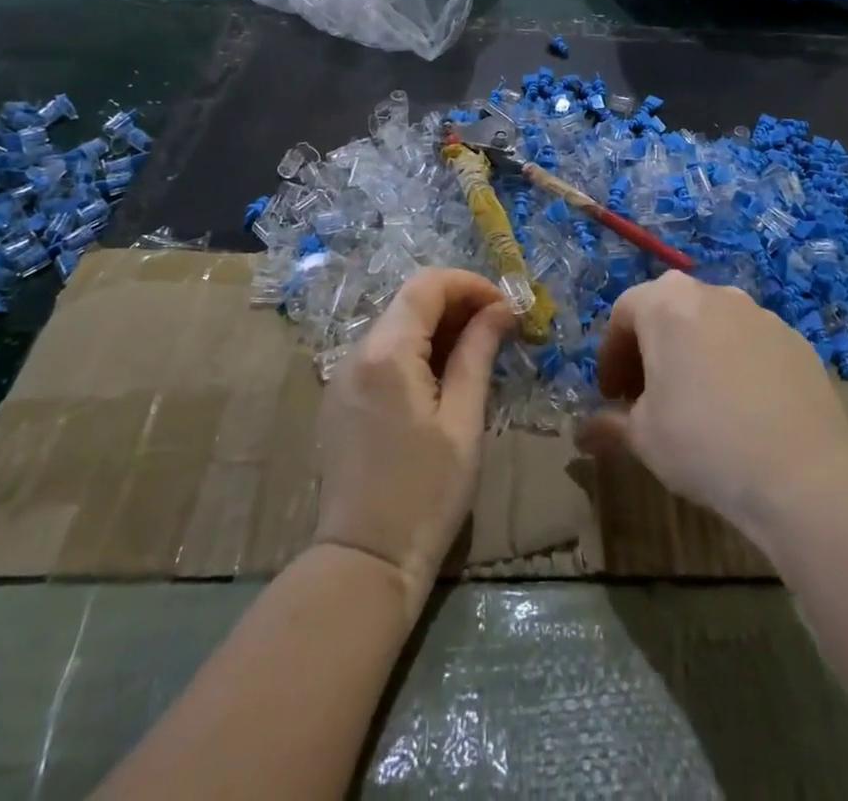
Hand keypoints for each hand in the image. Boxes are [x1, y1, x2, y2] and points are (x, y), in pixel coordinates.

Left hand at [313, 268, 514, 605]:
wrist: (364, 562)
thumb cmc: (426, 494)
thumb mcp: (463, 421)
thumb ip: (477, 354)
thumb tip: (500, 310)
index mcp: (387, 352)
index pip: (427, 285)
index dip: (470, 285)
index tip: (505, 307)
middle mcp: (357, 351)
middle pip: (410, 301)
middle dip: (457, 304)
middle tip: (499, 329)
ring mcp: (343, 375)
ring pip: (396, 325)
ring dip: (438, 327)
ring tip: (478, 352)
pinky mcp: (341, 398)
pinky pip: (382, 353)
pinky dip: (416, 350)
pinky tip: (442, 377)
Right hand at [577, 271, 847, 543]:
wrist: (802, 475)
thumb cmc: (703, 444)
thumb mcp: (643, 438)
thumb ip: (610, 424)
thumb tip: (583, 433)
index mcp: (666, 304)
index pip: (623, 312)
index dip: (611, 354)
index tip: (613, 395)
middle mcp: (712, 294)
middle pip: (668, 309)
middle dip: (651, 347)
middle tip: (647, 393)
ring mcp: (759, 313)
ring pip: (711, 322)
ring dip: (693, 350)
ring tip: (695, 399)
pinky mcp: (794, 339)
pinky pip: (749, 342)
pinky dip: (734, 362)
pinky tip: (740, 407)